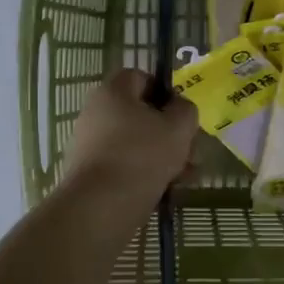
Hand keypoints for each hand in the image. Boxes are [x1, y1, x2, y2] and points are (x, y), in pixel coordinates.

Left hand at [61, 68, 199, 212]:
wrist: (100, 206)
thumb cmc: (142, 156)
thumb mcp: (178, 128)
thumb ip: (185, 110)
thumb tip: (179, 107)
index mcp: (113, 91)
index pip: (141, 77)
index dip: (166, 92)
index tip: (183, 115)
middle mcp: (96, 112)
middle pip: (141, 114)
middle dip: (171, 133)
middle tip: (192, 151)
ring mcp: (91, 144)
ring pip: (137, 143)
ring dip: (164, 156)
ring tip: (187, 176)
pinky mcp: (91, 172)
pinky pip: (125, 164)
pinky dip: (146, 173)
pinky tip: (169, 189)